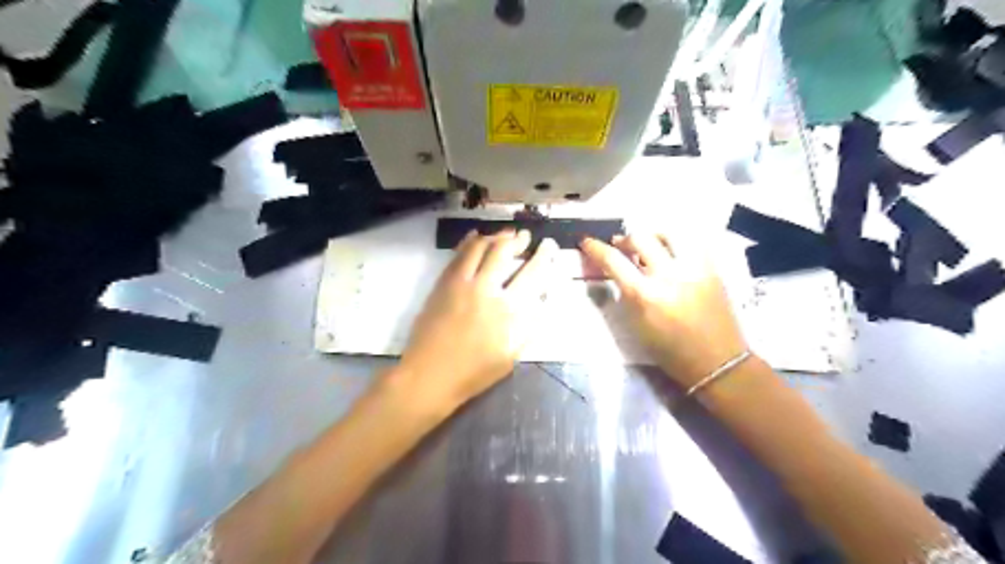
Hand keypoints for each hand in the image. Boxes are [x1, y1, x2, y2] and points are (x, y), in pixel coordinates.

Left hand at [398, 230, 561, 414]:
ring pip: (481, 247)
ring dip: (496, 236)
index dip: (543, 257)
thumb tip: (540, 299)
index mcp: (509, 310)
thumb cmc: (474, 372)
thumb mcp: (511, 356)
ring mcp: (462, 283)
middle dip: (518, 240)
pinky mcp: (443, 283)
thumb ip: (528, 326)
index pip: (533, 274)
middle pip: (505, 252)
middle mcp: (487, 289)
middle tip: (525, 235)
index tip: (548, 246)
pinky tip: (476, 235)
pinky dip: (469, 241)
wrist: (430, 374)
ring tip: (505, 234)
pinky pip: (458, 254)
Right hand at [577, 233, 749, 387]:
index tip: (587, 242)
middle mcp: (669, 276)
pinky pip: (692, 242)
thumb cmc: (671, 351)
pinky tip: (672, 252)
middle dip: (624, 238)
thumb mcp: (638, 326)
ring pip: (669, 232)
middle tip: (620, 246)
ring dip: (652, 234)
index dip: (595, 248)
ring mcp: (694, 269)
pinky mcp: (712, 269)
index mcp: (646, 295)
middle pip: (640, 237)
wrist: (718, 361)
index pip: (613, 260)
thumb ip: (627, 293)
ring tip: (649, 244)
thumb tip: (619, 270)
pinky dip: (676, 242)